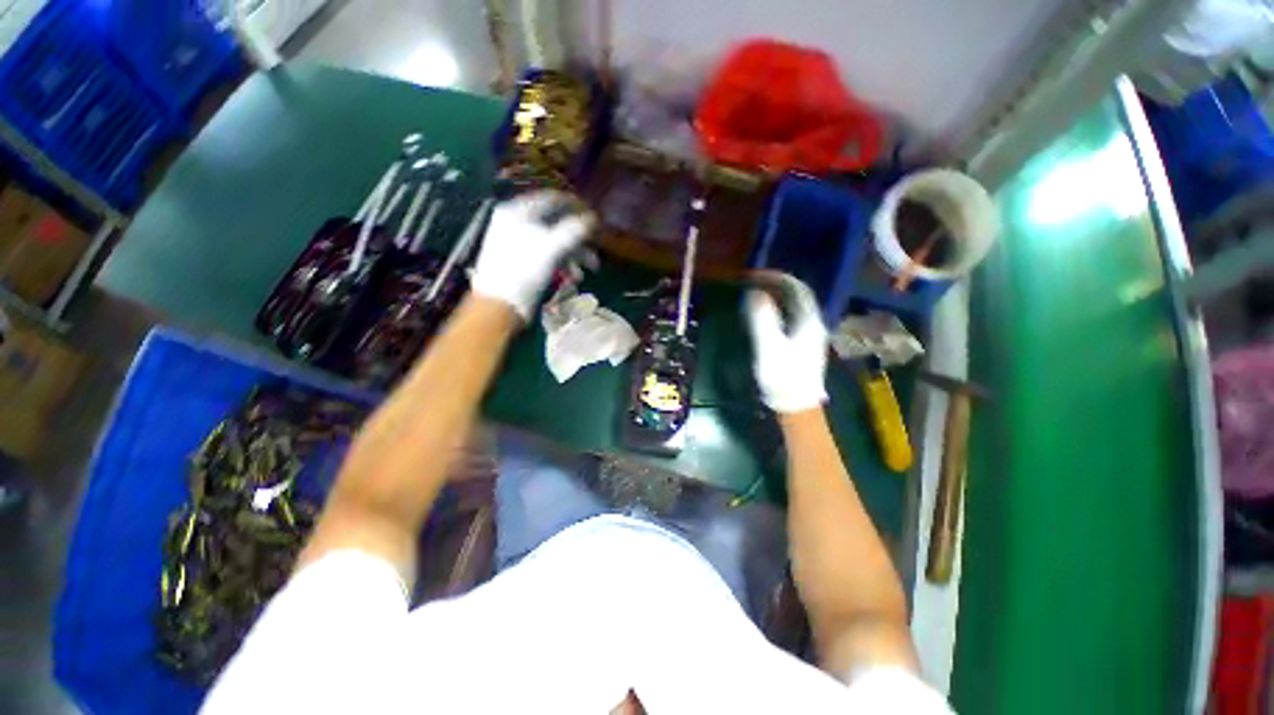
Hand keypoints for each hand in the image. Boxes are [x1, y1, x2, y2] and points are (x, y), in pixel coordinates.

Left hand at [471, 191, 594, 319]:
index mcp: (519, 211)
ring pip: (555, 241)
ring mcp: (520, 243)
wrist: (500, 305)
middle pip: (556, 223)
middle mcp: (517, 222)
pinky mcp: (524, 261)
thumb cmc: (523, 271)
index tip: (595, 216)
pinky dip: (564, 264)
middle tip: (597, 244)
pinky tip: (575, 276)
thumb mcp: (552, 247)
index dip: (576, 206)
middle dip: (579, 237)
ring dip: (575, 254)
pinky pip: (549, 255)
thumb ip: (574, 230)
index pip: (552, 199)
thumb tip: (593, 218)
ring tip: (591, 268)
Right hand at [745, 273, 827, 413]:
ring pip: (793, 307)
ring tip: (756, 293)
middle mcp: (813, 324)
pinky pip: (789, 318)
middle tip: (753, 281)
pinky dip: (776, 310)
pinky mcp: (801, 345)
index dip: (778, 278)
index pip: (798, 289)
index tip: (758, 274)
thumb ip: (763, 319)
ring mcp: (808, 335)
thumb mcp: (770, 347)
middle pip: (797, 296)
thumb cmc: (783, 377)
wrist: (795, 405)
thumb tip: (757, 293)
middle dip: (776, 285)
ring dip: (776, 297)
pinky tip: (764, 314)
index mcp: (809, 322)